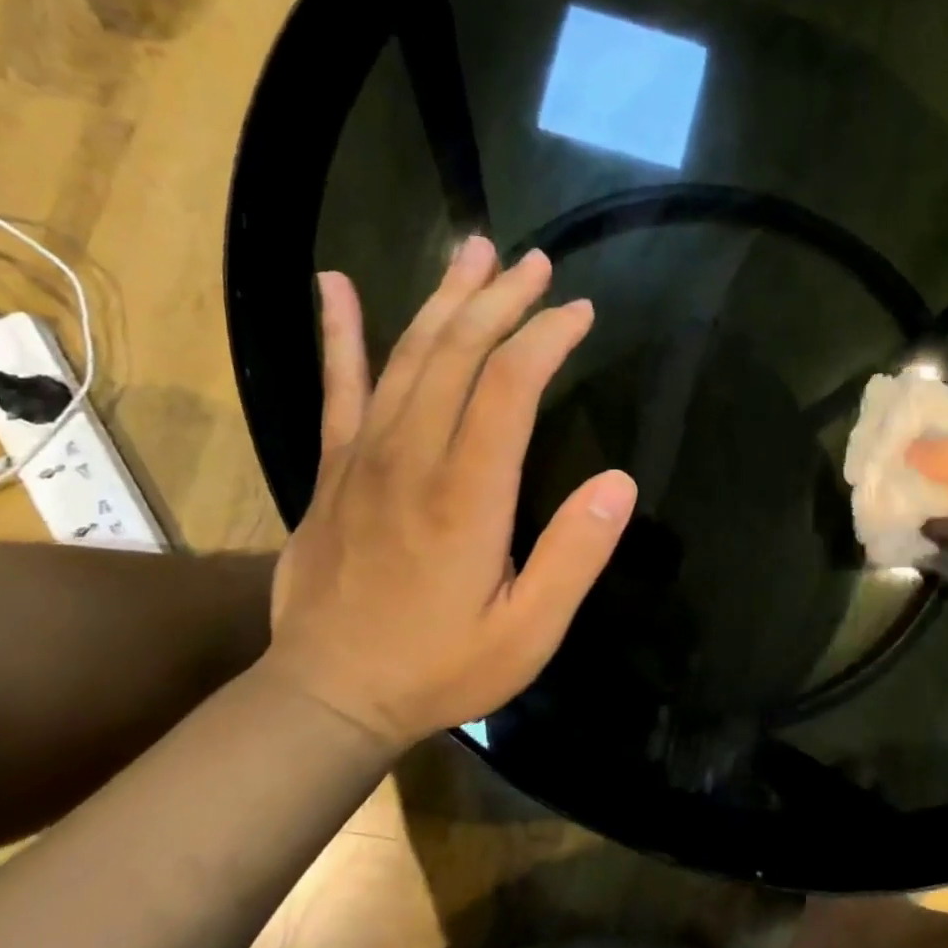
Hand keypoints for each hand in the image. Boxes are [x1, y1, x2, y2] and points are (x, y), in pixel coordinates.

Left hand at [265, 239, 637, 748]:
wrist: (328, 696)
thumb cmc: (441, 667)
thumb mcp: (529, 633)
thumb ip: (575, 556)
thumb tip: (619, 482)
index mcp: (467, 494)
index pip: (509, 386)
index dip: (545, 338)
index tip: (579, 312)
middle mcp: (412, 457)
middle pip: (457, 352)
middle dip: (501, 301)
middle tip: (537, 263)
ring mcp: (363, 457)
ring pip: (406, 356)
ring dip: (444, 299)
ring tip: (474, 251)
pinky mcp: (332, 469)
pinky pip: (337, 388)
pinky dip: (340, 333)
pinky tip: (337, 285)